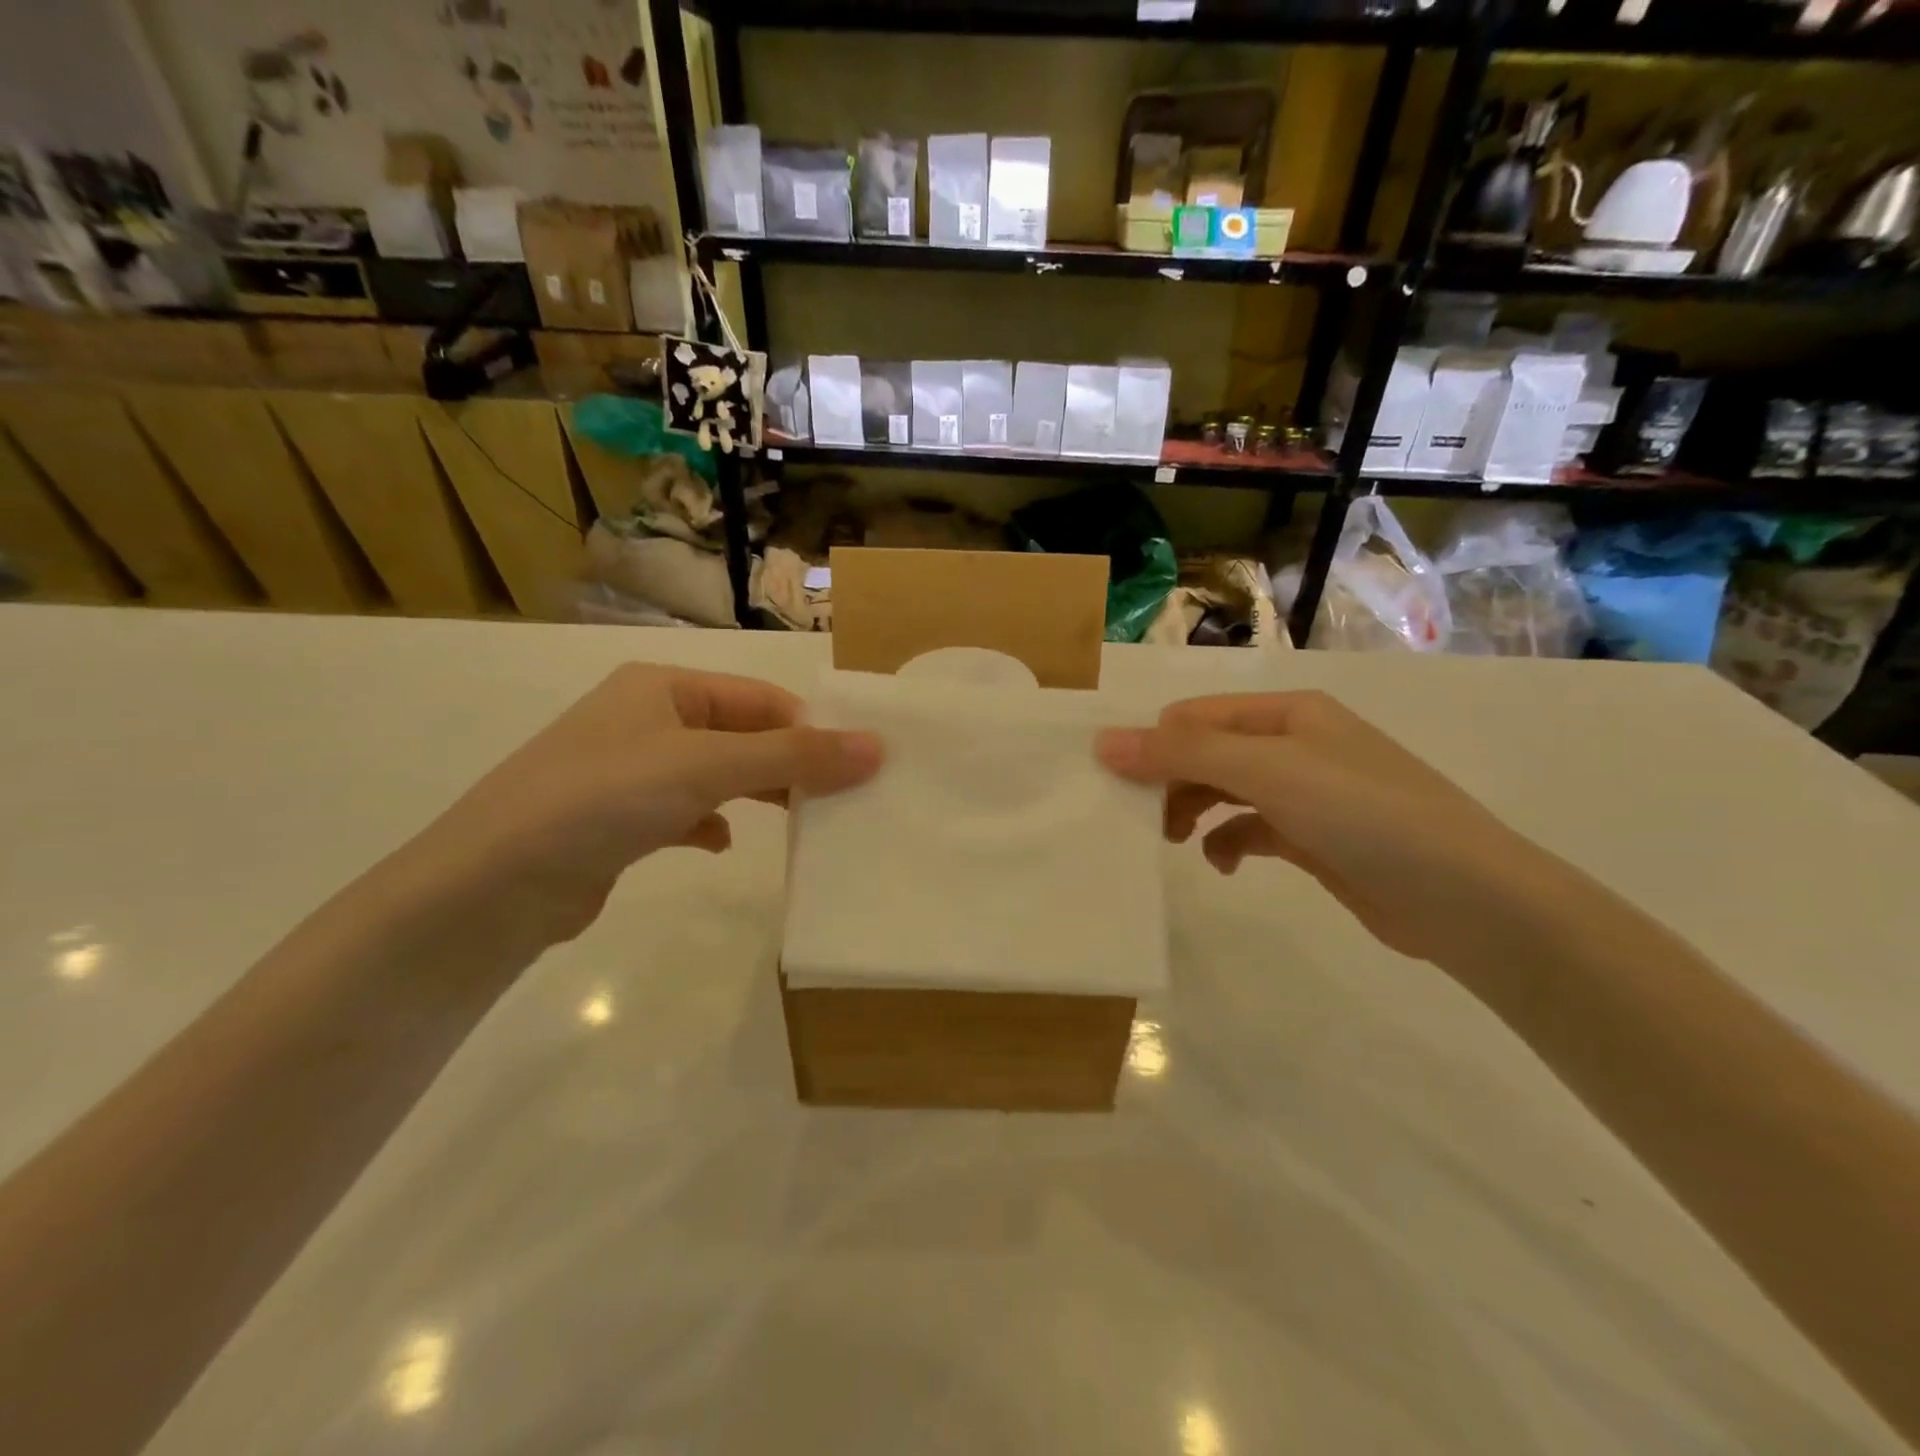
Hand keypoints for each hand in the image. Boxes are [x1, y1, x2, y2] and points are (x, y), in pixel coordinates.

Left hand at [410, 664, 881, 947]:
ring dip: (756, 793)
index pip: (760, 697)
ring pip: (717, 774)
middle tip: (841, 796)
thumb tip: (876, 746)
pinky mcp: (620, 820)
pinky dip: (711, 823)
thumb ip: (793, 757)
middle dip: (788, 764)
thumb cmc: (604, 799)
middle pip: (741, 734)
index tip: (858, 763)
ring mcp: (631, 770)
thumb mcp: (707, 767)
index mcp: (664, 686)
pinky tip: (721, 844)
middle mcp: (647, 719)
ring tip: (800, 820)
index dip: (811, 726)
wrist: (493, 885)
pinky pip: (685, 811)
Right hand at [1098, 691, 1549, 968]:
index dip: (1151, 744)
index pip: (1194, 716)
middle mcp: (1294, 744)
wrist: (1466, 899)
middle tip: (1138, 819)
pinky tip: (1223, 863)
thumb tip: (1103, 740)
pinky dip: (1228, 842)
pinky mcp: (1314, 838)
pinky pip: (1251, 829)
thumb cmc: (1363, 815)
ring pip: (1225, 790)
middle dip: (1169, 781)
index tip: (1115, 784)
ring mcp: (1306, 792)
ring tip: (1172, 840)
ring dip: (1192, 810)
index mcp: (1286, 713)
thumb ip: (1184, 754)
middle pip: (1207, 752)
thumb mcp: (1268, 772)